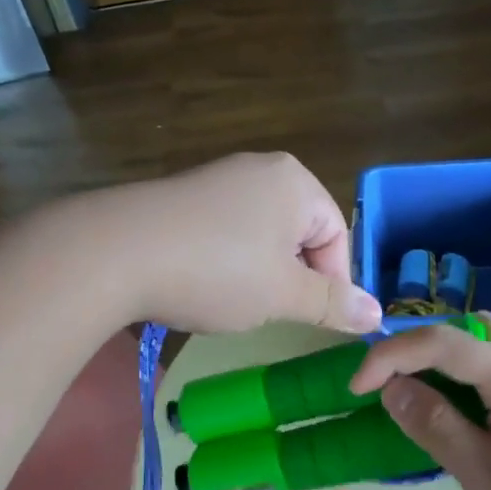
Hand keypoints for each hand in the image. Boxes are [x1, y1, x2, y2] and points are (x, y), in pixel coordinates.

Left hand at [86, 153, 382, 335]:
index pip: (336, 237)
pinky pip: (224, 231)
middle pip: (299, 233)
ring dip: (258, 273)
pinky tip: (202, 283)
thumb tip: (377, 314)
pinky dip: (224, 261)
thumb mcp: (281, 294)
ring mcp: (217, 178)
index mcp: (295, 183)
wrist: (113, 252)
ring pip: (260, 235)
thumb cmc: (215, 271)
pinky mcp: (183, 196)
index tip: (311, 320)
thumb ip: (331, 304)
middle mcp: (260, 169)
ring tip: (234, 301)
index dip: (332, 284)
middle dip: (292, 277)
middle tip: (271, 311)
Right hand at [349, 316, 490, 489]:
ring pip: (481, 348)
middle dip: (417, 347)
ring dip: (440, 362)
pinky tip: (452, 415)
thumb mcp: (487, 477)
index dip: (390, 356)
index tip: (355, 389)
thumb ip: (436, 426)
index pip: (441, 341)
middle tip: (386, 384)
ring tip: (412, 397)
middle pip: (465, 330)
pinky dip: (461, 381)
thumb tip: (391, 389)